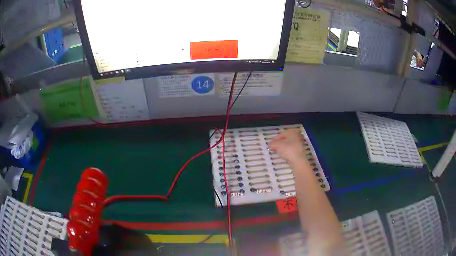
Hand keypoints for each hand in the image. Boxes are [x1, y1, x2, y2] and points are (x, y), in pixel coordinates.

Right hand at [269, 129, 307, 165]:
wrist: (298, 160)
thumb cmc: (288, 149)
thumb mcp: (278, 145)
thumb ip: (273, 143)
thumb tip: (270, 144)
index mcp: (291, 132)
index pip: (280, 134)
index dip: (274, 139)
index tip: (270, 145)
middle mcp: (296, 136)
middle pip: (284, 139)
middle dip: (278, 144)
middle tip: (273, 148)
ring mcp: (299, 143)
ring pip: (288, 144)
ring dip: (282, 148)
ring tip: (278, 152)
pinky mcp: (299, 150)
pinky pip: (291, 149)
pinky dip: (286, 152)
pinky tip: (283, 155)